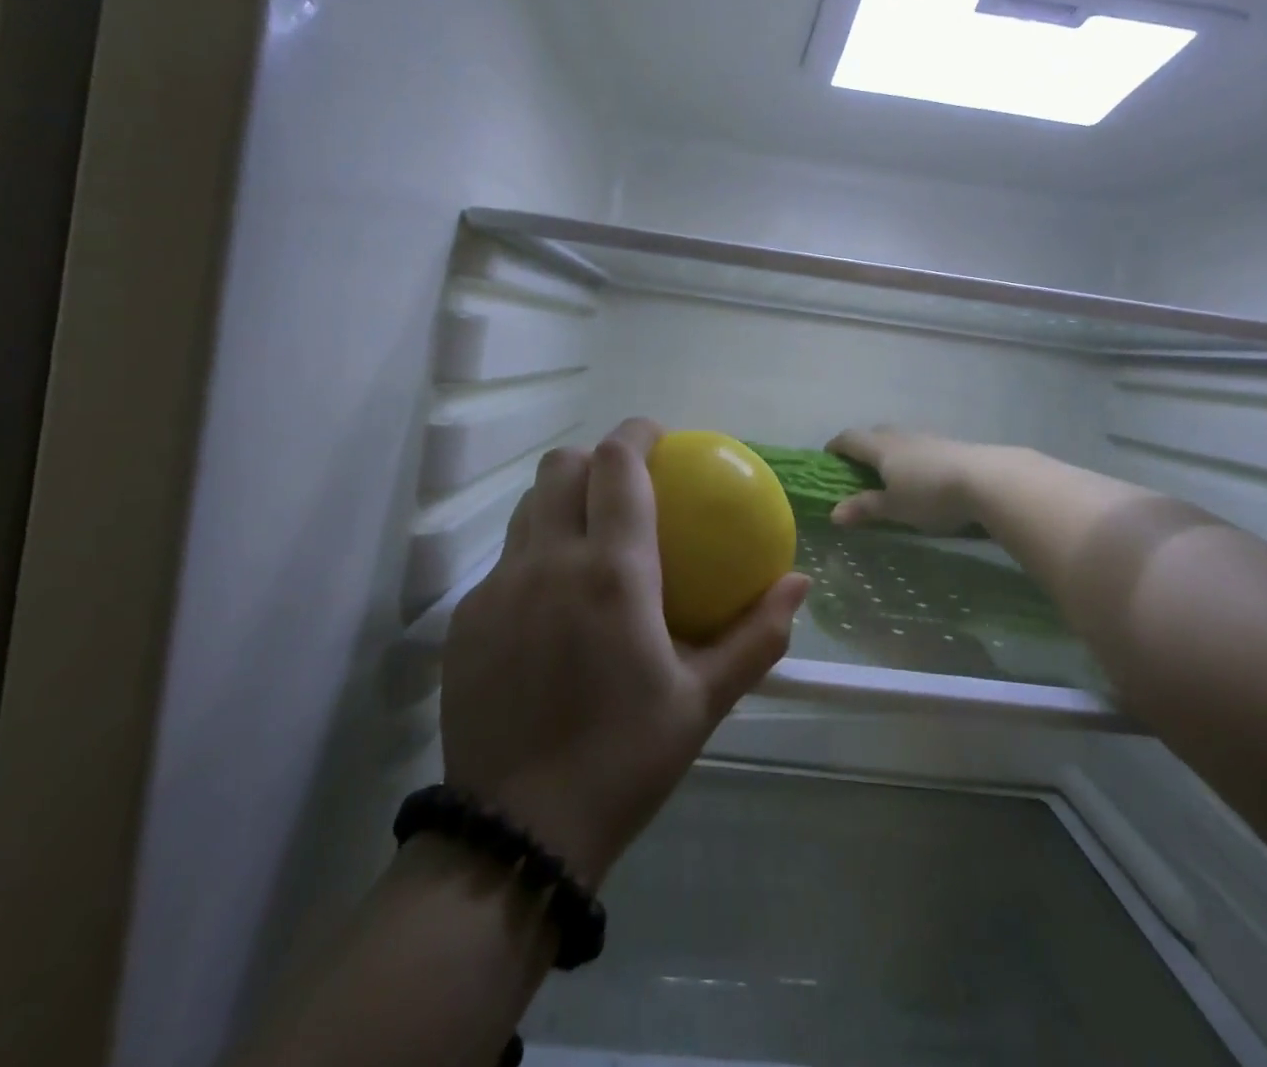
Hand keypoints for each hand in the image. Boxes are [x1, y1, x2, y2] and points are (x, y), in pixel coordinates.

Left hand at [439, 418, 809, 887]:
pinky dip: (535, 553)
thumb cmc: (625, 758)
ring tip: (589, 535)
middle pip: (562, 466)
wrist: (518, 833)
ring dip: (561, 499)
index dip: (637, 433)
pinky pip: (505, 559)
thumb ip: (756, 634)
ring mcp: (498, 587)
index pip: (618, 464)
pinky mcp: (466, 618)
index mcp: (613, 572)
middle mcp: (549, 562)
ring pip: (529, 506)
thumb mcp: (703, 700)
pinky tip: (552, 603)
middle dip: (595, 458)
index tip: (659, 438)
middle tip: (625, 485)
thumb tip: (800, 583)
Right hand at [825, 425, 995, 533]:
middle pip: (874, 433)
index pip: (849, 438)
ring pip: (900, 439)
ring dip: (890, 452)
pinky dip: (912, 458)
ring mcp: (927, 437)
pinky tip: (923, 477)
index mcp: (880, 447)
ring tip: (893, 476)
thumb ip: (865, 508)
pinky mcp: (950, 445)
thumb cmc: (931, 495)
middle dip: (863, 448)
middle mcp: (900, 436)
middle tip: (860, 469)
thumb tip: (833, 513)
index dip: (836, 446)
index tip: (828, 458)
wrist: (987, 480)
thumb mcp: (894, 508)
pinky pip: (921, 447)